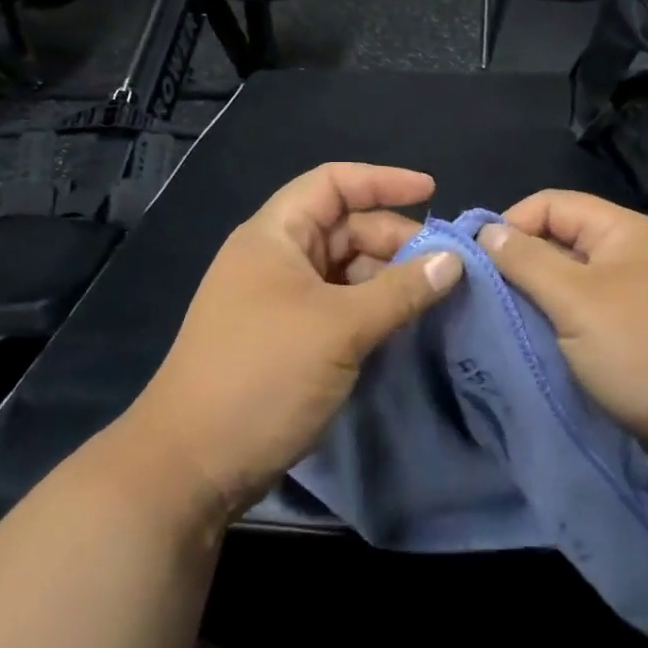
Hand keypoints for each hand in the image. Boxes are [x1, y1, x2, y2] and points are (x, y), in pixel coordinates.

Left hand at [129, 163, 462, 520]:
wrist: (192, 466)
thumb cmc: (262, 375)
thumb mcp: (339, 327)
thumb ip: (401, 290)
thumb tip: (455, 260)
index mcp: (274, 236)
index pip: (332, 183)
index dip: (383, 180)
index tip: (432, 192)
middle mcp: (276, 259)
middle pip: (345, 228)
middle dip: (394, 240)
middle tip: (443, 266)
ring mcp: (280, 301)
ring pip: (346, 271)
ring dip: (388, 279)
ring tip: (432, 298)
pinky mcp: (289, 339)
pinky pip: (341, 307)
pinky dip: (373, 309)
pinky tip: (404, 324)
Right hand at [478, 190, 647, 484]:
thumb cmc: (644, 352)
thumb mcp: (577, 301)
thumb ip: (527, 261)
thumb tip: (486, 231)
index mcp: (618, 230)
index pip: (548, 204)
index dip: (509, 225)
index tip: (474, 266)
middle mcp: (624, 252)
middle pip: (555, 240)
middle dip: (515, 265)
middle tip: (480, 300)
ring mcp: (628, 293)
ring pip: (563, 280)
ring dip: (531, 298)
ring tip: (497, 324)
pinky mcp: (628, 331)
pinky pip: (578, 312)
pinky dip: (552, 323)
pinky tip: (529, 343)